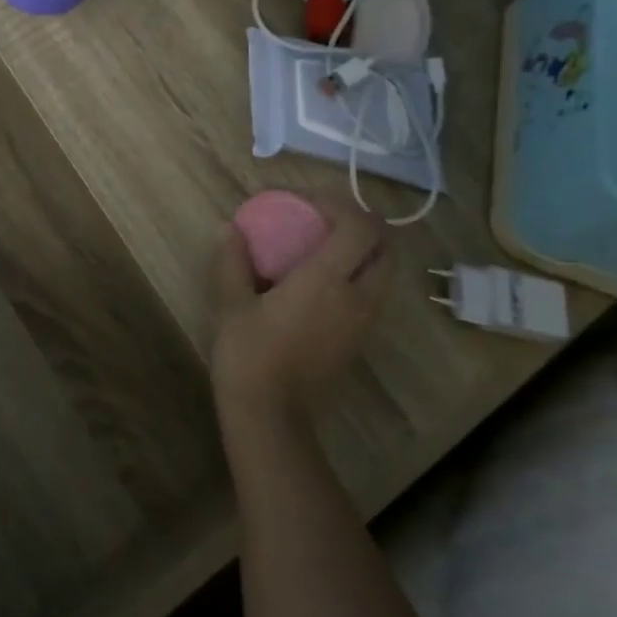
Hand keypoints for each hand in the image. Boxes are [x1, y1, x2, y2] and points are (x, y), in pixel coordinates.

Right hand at [210, 204, 390, 430]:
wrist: (270, 414)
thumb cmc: (248, 354)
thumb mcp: (231, 303)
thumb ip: (233, 261)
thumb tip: (230, 229)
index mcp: (326, 280)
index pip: (357, 226)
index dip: (339, 204)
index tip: (308, 201)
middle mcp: (357, 297)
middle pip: (386, 247)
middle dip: (365, 225)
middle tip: (329, 220)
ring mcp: (363, 322)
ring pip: (385, 273)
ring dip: (366, 251)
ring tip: (327, 247)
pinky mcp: (359, 341)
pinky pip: (373, 295)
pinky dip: (360, 276)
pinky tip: (324, 282)